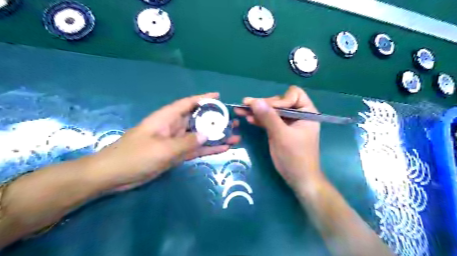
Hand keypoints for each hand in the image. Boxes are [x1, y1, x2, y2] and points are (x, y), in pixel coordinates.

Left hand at [87, 93, 240, 190]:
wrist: (114, 175)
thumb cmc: (134, 156)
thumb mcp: (162, 149)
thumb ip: (186, 142)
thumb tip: (207, 135)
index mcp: (167, 118)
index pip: (188, 103)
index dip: (203, 99)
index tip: (219, 97)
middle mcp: (173, 127)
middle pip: (197, 119)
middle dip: (215, 119)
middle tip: (233, 121)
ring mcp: (175, 141)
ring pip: (199, 135)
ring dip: (215, 136)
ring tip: (234, 135)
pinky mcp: (176, 154)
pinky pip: (195, 149)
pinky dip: (208, 149)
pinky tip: (222, 149)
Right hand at [234, 86, 322, 191]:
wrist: (298, 178)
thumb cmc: (295, 157)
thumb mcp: (281, 135)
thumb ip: (268, 117)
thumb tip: (254, 101)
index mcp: (306, 112)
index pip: (293, 95)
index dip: (280, 99)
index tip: (267, 108)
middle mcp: (297, 115)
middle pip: (279, 102)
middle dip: (263, 104)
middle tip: (246, 104)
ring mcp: (287, 123)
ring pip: (272, 112)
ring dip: (257, 111)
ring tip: (240, 109)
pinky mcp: (280, 131)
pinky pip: (269, 121)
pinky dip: (259, 120)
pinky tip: (248, 118)